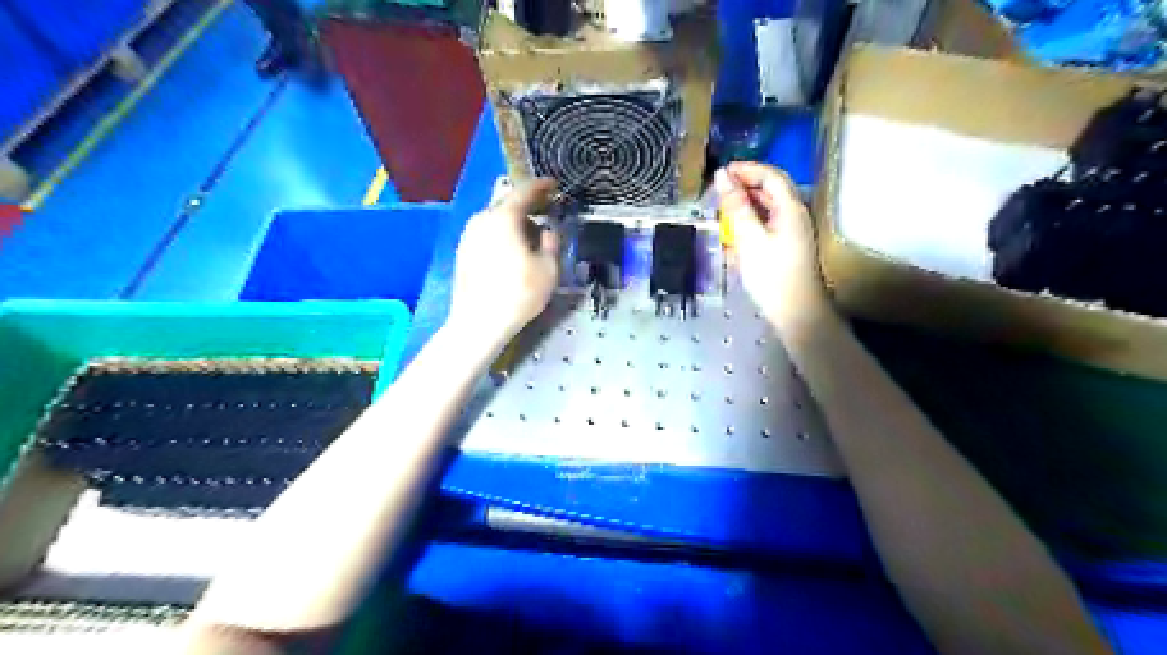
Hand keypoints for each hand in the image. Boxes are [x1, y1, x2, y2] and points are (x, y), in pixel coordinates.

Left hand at [447, 180, 560, 346]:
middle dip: (528, 207)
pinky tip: (512, 253)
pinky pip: (487, 234)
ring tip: (531, 239)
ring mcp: (468, 236)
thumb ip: (551, 242)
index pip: (524, 191)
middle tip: (545, 213)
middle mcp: (482, 220)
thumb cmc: (519, 293)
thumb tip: (546, 231)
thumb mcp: (549, 269)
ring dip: (514, 223)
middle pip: (507, 205)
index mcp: (503, 218)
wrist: (478, 323)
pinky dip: (502, 236)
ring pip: (496, 220)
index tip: (553, 184)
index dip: (541, 186)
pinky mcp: (463, 252)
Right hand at [711, 160, 829, 328]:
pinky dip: (751, 220)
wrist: (796, 312)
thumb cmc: (772, 275)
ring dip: (746, 203)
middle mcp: (795, 214)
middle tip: (719, 191)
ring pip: (769, 206)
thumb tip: (722, 176)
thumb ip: (735, 206)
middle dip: (745, 185)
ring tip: (723, 210)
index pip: (770, 175)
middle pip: (771, 189)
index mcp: (790, 208)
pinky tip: (736, 233)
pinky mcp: (788, 245)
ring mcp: (793, 231)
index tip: (721, 173)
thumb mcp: (749, 238)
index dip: (746, 169)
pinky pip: (768, 223)